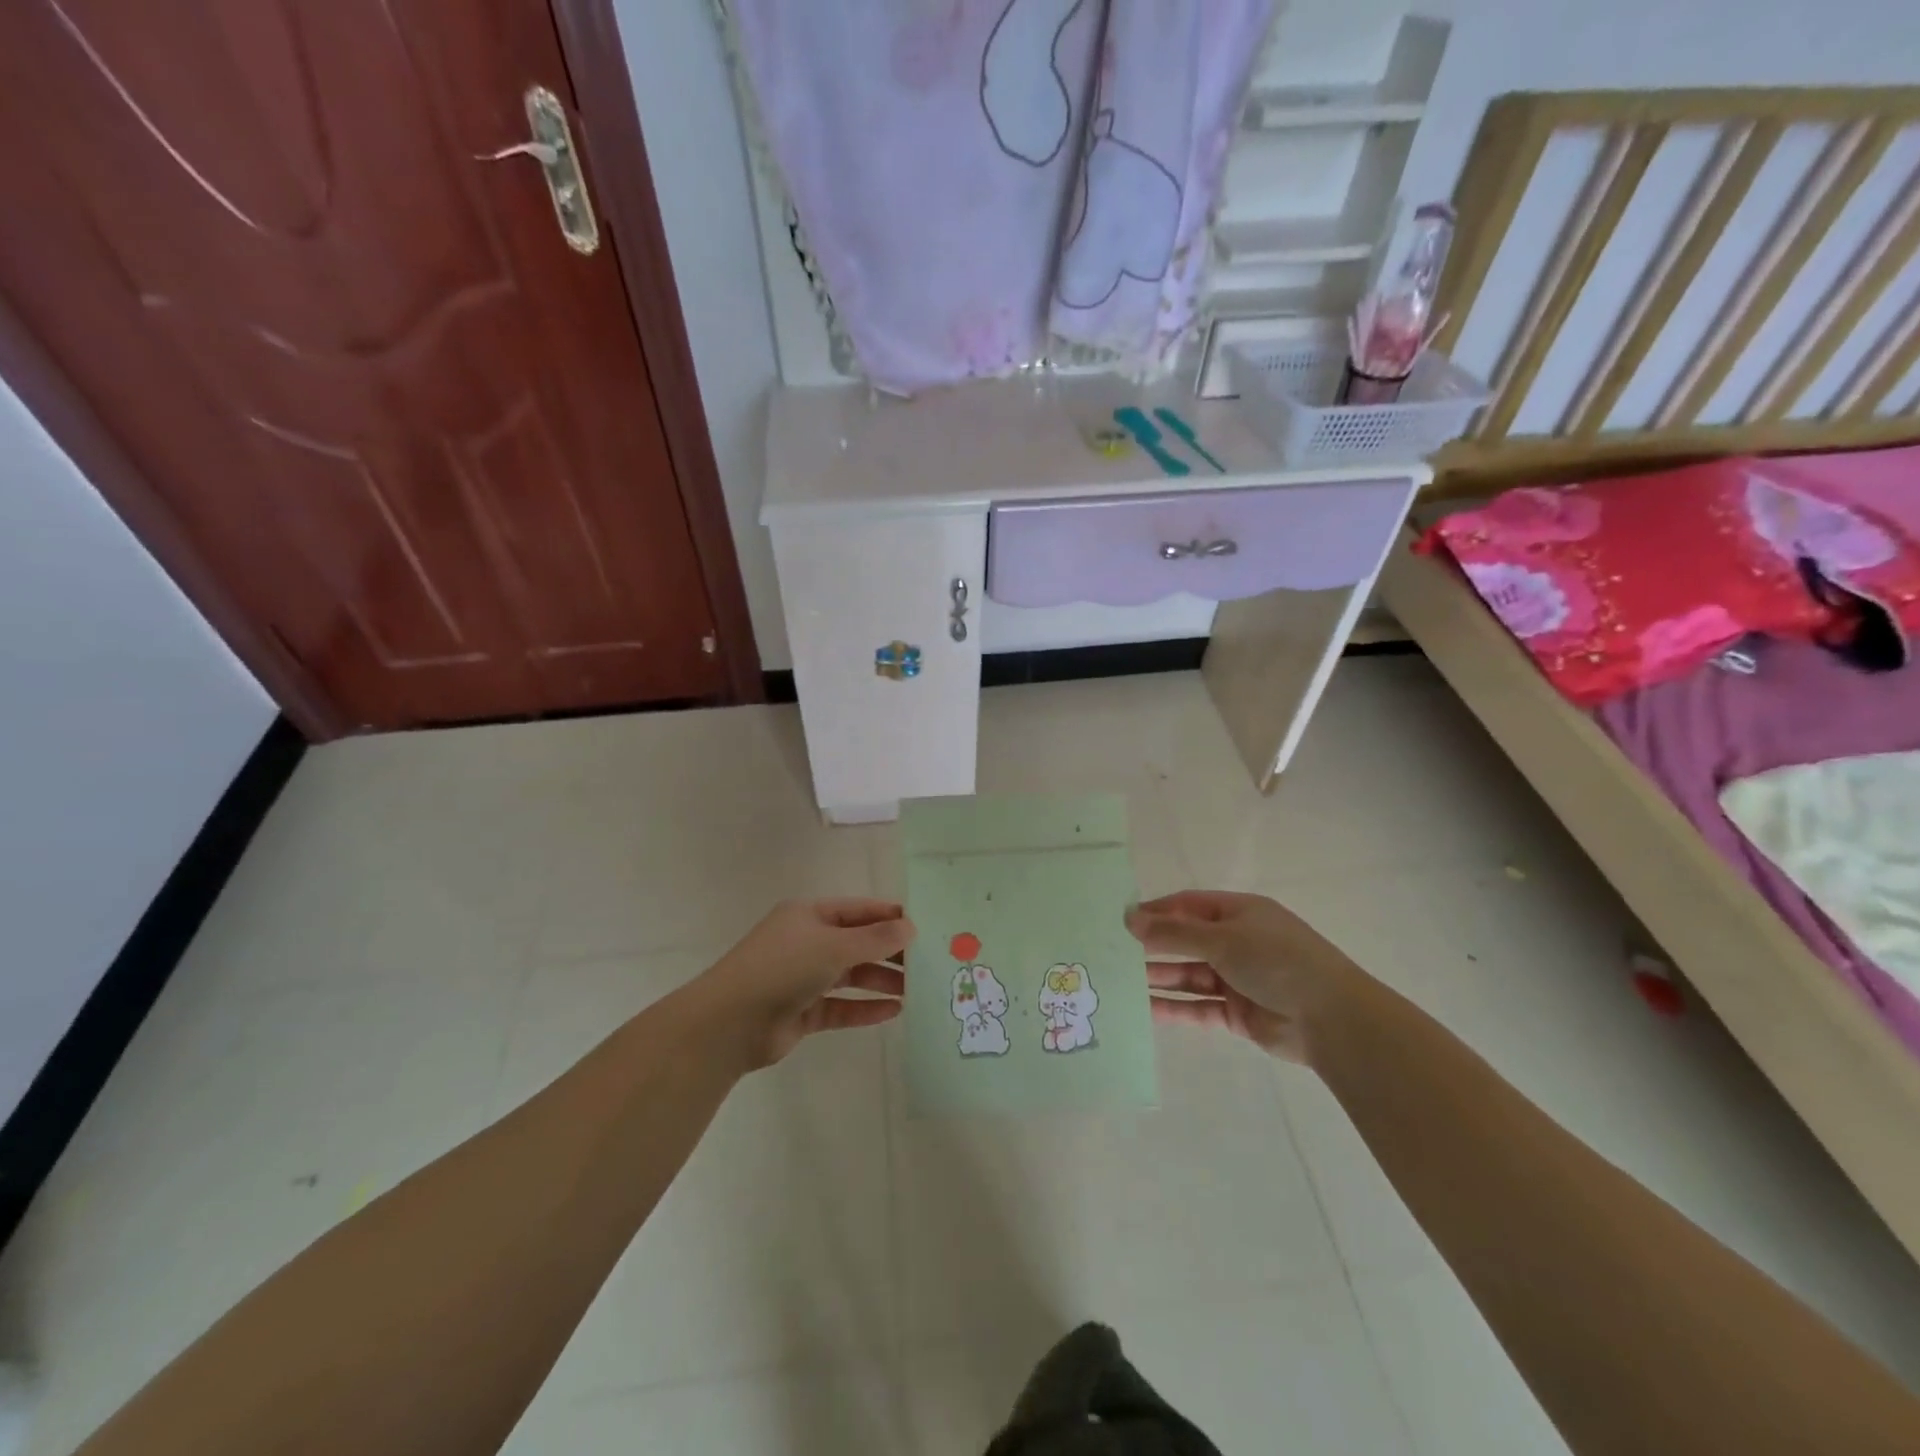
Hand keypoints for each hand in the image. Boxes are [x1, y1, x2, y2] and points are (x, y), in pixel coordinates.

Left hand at [696, 899, 913, 1068]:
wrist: (729, 1023)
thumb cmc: (783, 968)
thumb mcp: (834, 946)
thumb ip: (875, 938)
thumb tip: (911, 927)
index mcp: (810, 914)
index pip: (859, 910)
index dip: (891, 917)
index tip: (926, 928)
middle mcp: (807, 941)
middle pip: (858, 943)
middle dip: (890, 952)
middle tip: (928, 963)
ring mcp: (803, 977)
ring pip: (851, 975)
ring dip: (881, 980)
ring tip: (917, 990)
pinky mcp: (802, 1011)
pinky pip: (841, 1006)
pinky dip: (865, 1008)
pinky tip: (894, 1012)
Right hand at [1127, 890, 1359, 1062]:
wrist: (1332, 1020)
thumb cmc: (1277, 962)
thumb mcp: (1222, 938)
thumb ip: (1173, 932)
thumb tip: (1129, 918)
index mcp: (1239, 913)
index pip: (1187, 906)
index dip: (1155, 912)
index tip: (1121, 921)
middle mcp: (1237, 942)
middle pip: (1186, 941)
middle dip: (1153, 947)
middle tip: (1112, 953)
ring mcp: (1238, 978)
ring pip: (1189, 975)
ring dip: (1159, 978)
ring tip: (1119, 982)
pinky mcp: (1238, 1013)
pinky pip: (1199, 1007)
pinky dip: (1174, 1008)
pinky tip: (1145, 1010)